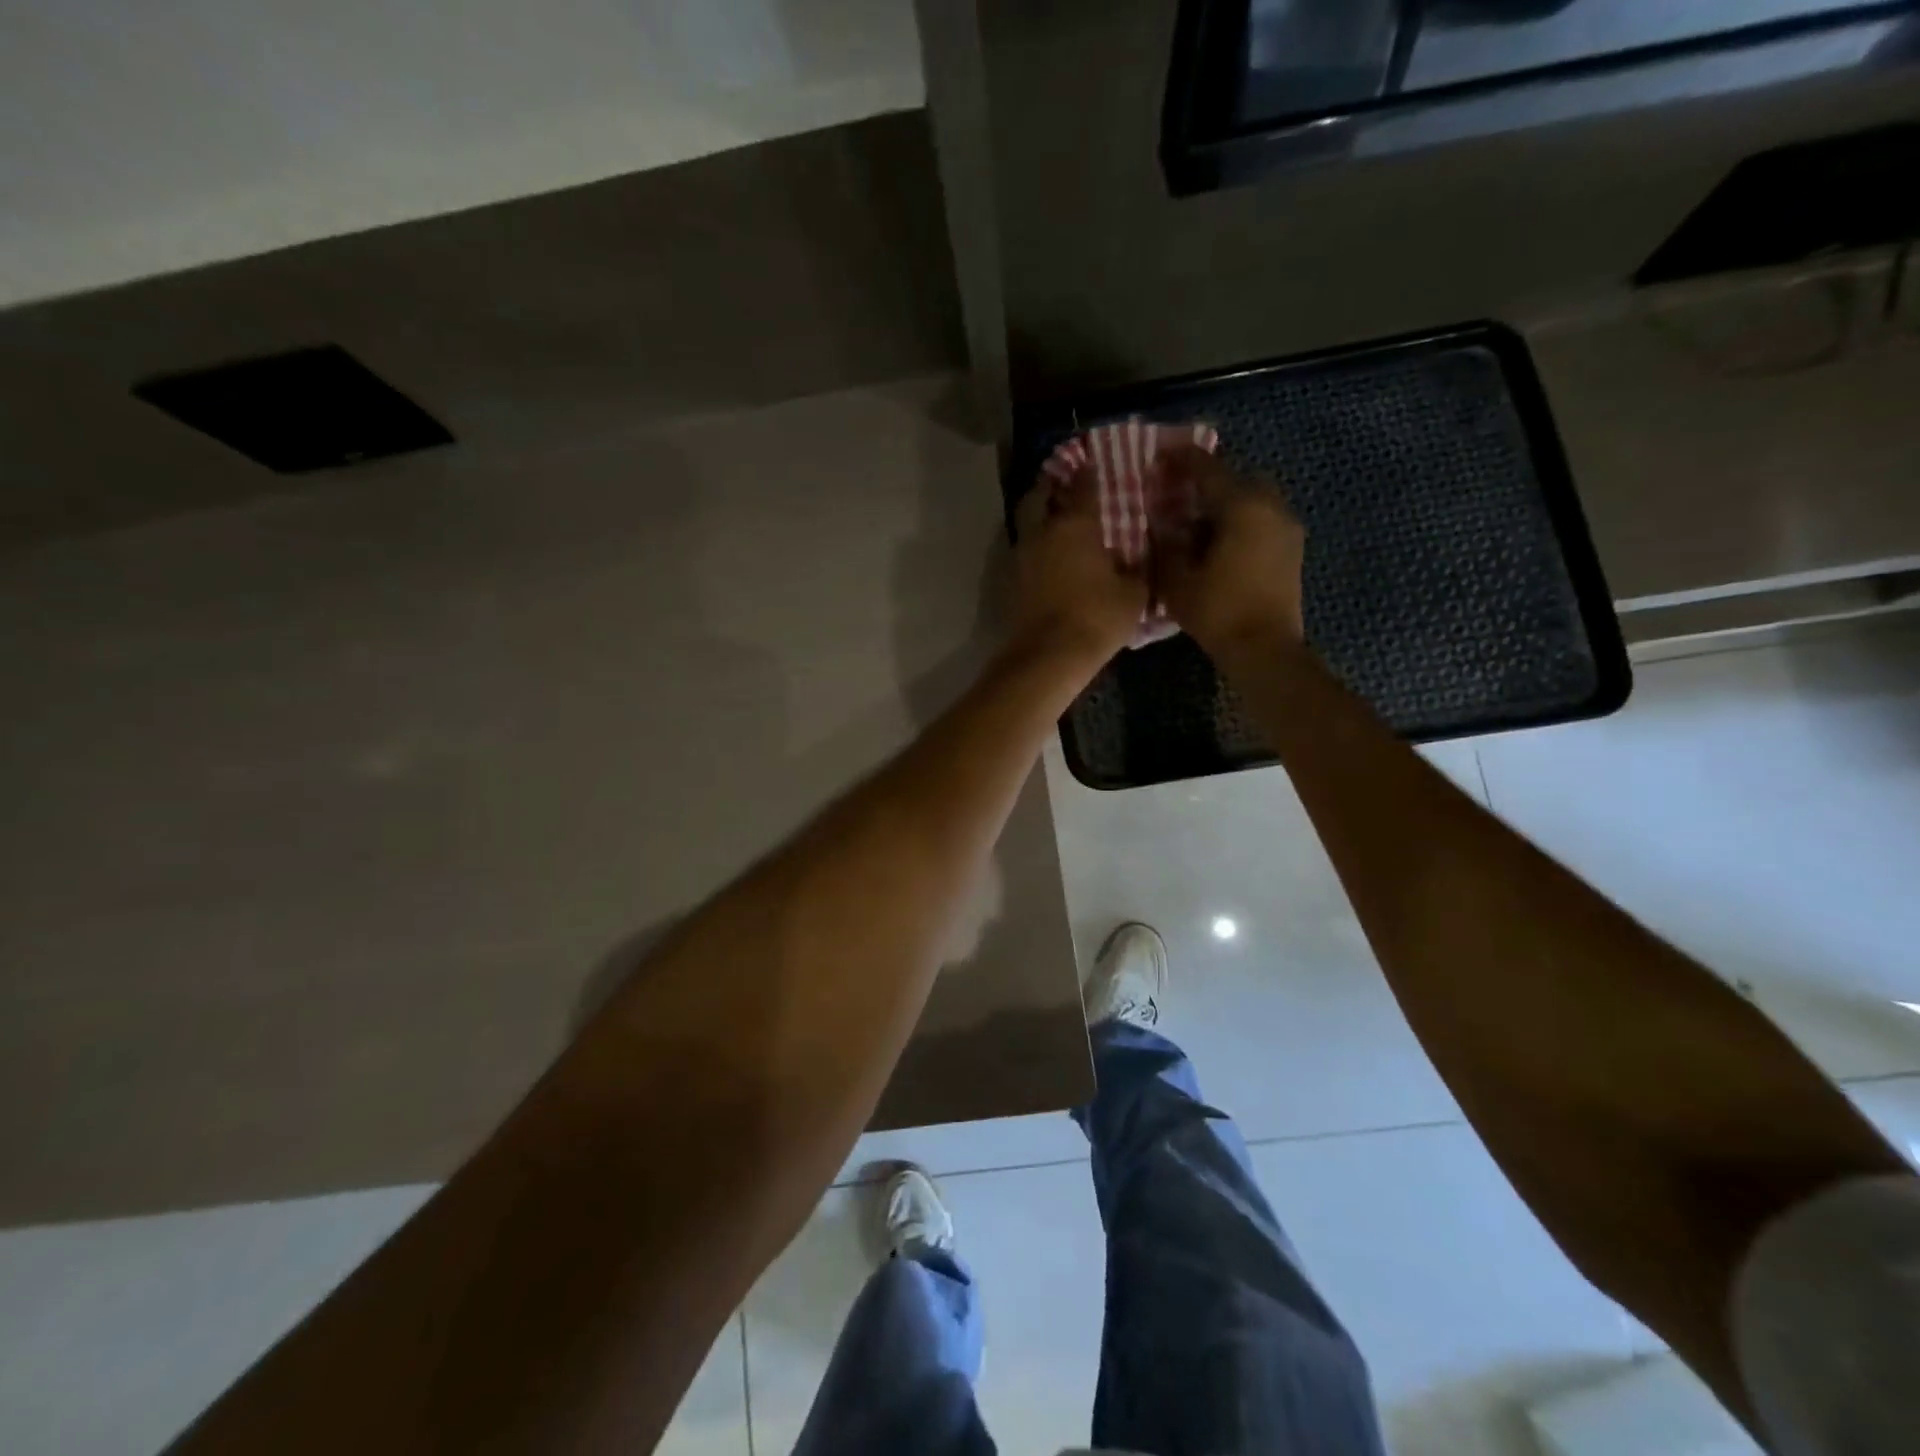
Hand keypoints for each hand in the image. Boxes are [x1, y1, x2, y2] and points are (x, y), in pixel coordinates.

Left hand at [1009, 465, 1147, 665]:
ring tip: (1054, 519)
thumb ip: (1137, 568)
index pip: (1082, 486)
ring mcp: (1022, 557)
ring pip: (1026, 524)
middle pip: (1038, 496)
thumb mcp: (1133, 593)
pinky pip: (1024, 552)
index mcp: (1075, 525)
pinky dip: (1034, 547)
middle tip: (1060, 483)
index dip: (1087, 471)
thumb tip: (1136, 558)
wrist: (1049, 655)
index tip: (1091, 462)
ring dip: (1038, 517)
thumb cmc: (1097, 617)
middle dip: (1048, 485)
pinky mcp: (1012, 582)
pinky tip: (1048, 555)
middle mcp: (1042, 532)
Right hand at [1150, 442, 1306, 657]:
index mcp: (1242, 507)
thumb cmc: (1218, 612)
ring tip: (1200, 521)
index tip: (1161, 453)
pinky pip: (1265, 519)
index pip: (1208, 470)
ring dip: (1229, 501)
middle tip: (1183, 492)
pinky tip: (1222, 542)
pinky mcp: (1292, 549)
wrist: (1265, 649)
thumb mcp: (1178, 580)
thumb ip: (1168, 545)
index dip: (1183, 459)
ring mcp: (1287, 528)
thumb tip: (1165, 524)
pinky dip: (1243, 520)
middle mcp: (1271, 507)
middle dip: (1212, 480)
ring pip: (1256, 498)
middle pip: (1239, 478)